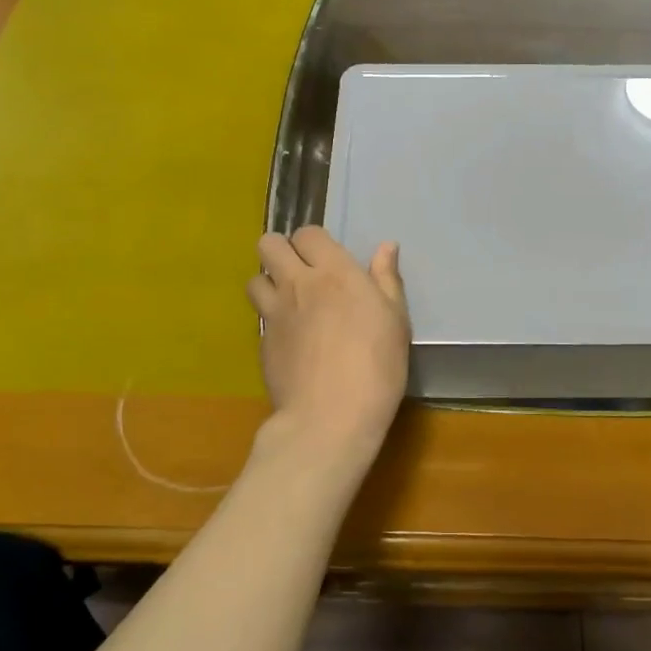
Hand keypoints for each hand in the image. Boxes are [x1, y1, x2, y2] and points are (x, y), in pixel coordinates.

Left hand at [248, 226, 410, 452]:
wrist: (330, 417)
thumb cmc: (376, 367)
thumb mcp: (395, 321)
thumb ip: (386, 280)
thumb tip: (386, 247)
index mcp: (335, 273)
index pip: (308, 233)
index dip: (315, 242)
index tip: (327, 260)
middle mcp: (298, 284)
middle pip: (269, 244)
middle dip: (281, 250)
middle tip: (301, 272)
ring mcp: (274, 313)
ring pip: (255, 278)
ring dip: (269, 283)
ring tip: (288, 302)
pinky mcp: (261, 342)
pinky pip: (259, 316)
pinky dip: (270, 318)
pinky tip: (289, 339)